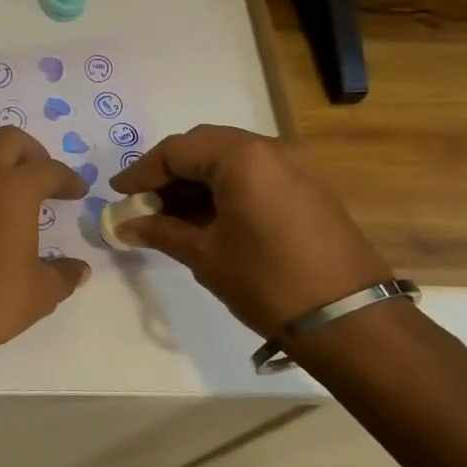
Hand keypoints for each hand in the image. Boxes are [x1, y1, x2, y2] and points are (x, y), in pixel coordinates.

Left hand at [0, 127, 90, 363]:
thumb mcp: (41, 291)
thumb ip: (63, 274)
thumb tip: (78, 269)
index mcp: (14, 189)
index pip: (48, 170)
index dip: (68, 179)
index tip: (78, 192)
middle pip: (8, 140)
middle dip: (31, 152)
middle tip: (44, 177)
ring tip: (8, 184)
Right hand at [109, 125, 391, 338]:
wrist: (348, 319)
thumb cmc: (266, 282)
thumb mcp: (205, 256)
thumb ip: (162, 232)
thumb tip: (125, 226)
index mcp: (242, 158)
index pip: (176, 150)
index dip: (141, 172)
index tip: (118, 194)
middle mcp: (270, 149)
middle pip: (204, 147)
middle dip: (168, 173)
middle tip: (142, 202)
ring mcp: (295, 166)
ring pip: (229, 160)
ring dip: (195, 182)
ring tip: (167, 215)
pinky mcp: (308, 188)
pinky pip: (254, 175)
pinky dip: (223, 189)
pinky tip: (204, 219)